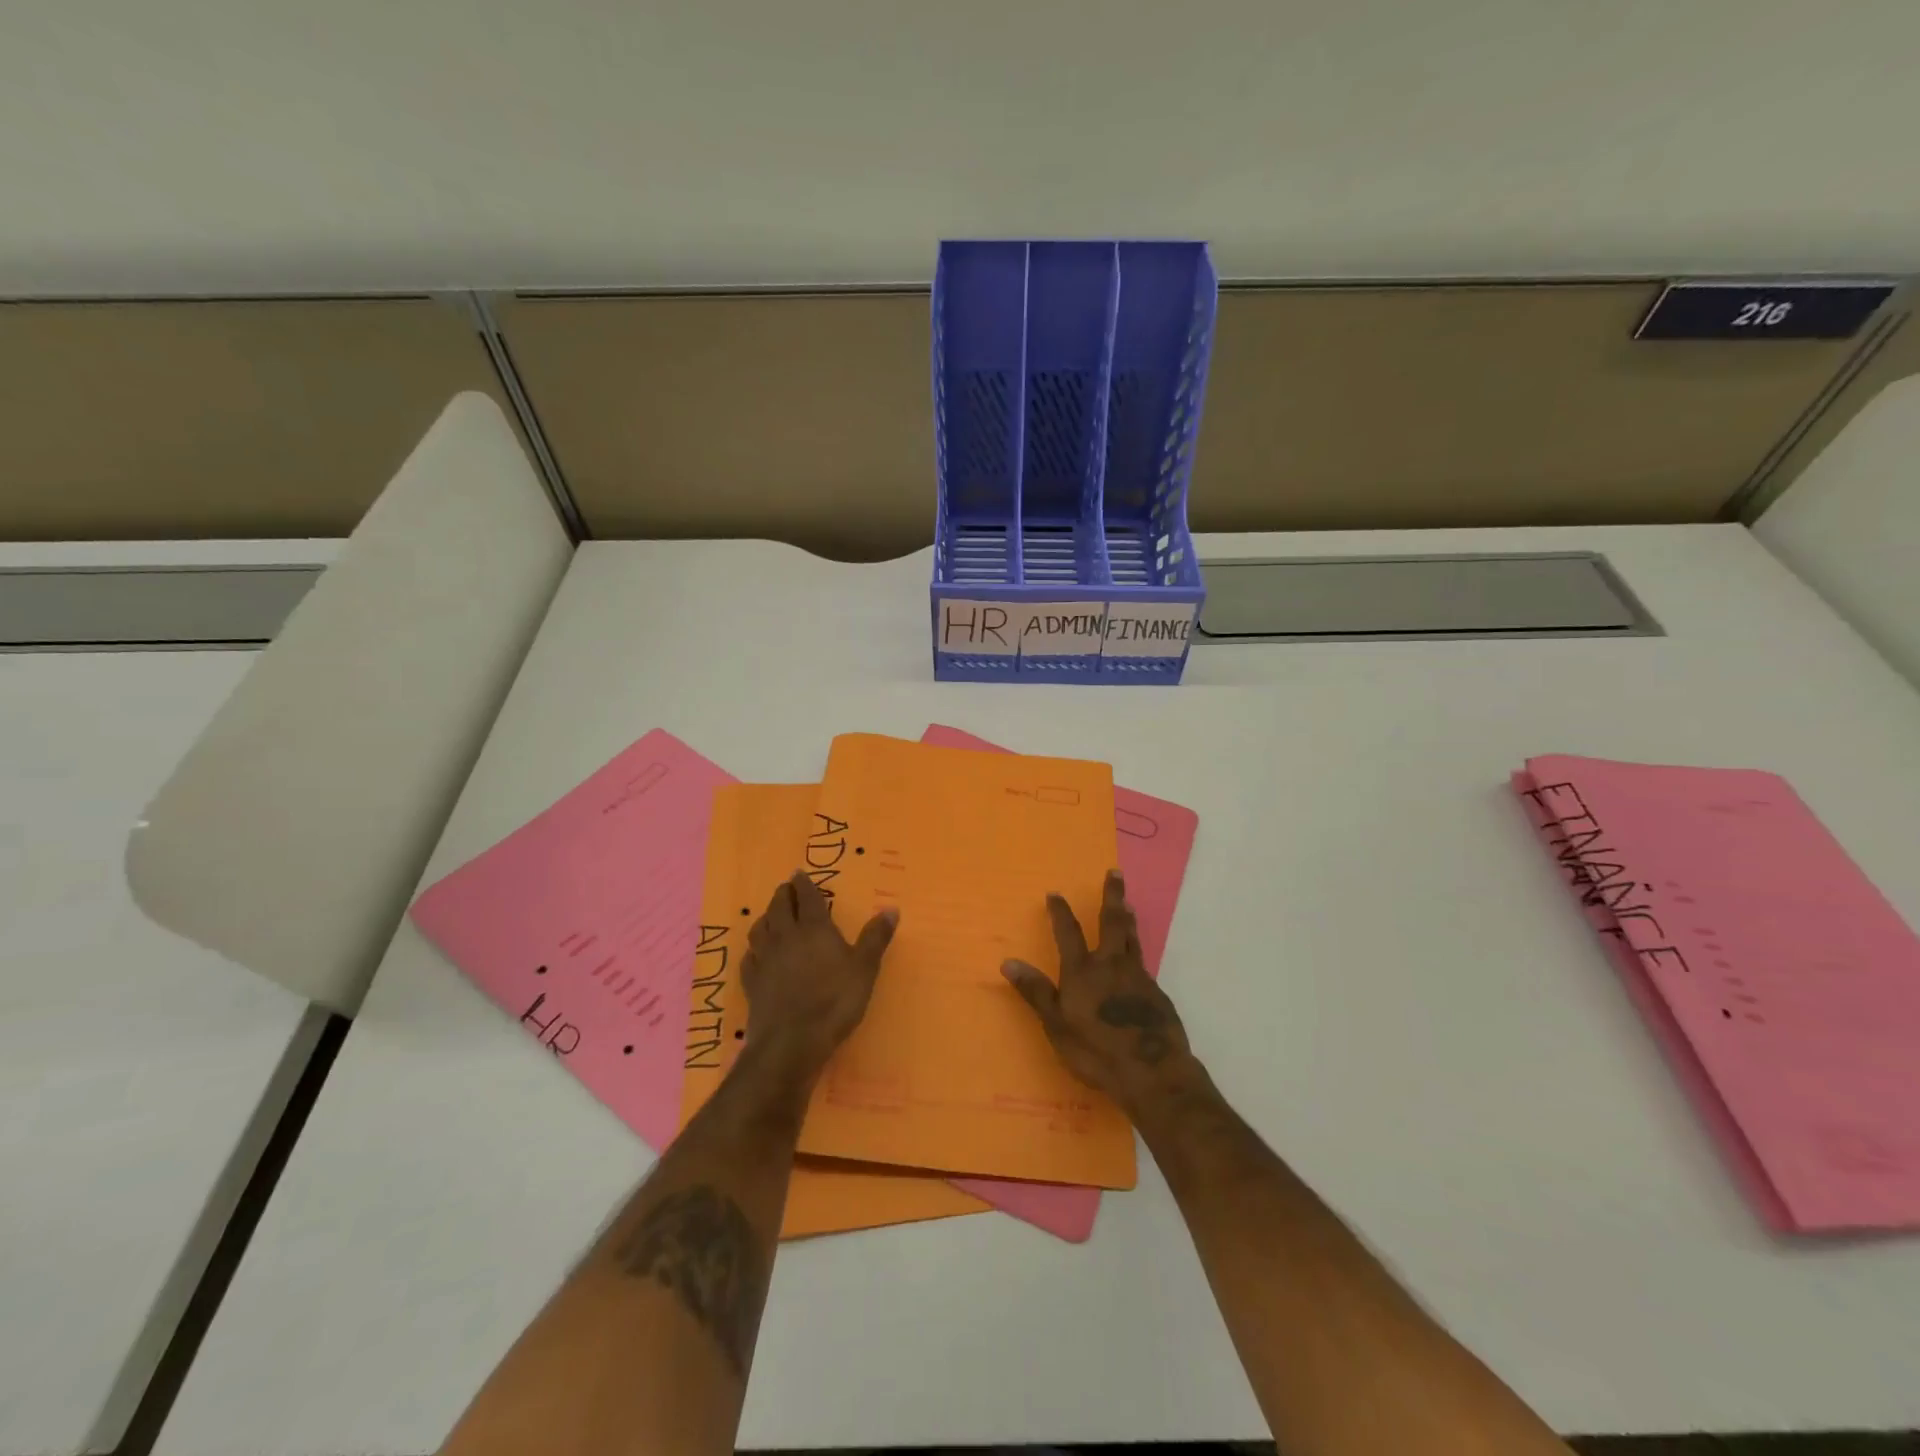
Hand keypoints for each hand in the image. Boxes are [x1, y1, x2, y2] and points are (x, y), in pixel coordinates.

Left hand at [739, 871, 896, 1085]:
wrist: (791, 1041)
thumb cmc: (834, 1001)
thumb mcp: (865, 969)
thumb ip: (876, 937)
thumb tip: (891, 908)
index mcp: (814, 929)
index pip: (807, 898)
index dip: (804, 884)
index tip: (800, 873)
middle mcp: (786, 937)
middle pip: (779, 907)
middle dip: (783, 894)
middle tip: (787, 887)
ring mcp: (765, 959)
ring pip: (760, 928)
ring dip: (766, 916)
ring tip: (771, 914)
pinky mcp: (751, 982)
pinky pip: (749, 957)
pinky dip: (753, 949)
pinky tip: (756, 953)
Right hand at [1001, 870, 1195, 1119]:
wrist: (1151, 1071)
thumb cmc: (1096, 1050)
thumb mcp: (1056, 1024)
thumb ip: (1036, 992)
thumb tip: (1008, 961)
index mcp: (1082, 971)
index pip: (1068, 932)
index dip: (1060, 912)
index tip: (1055, 893)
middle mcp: (1111, 965)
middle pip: (1112, 922)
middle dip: (1111, 896)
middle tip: (1115, 873)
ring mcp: (1137, 977)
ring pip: (1132, 938)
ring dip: (1128, 918)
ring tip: (1128, 904)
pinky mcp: (1156, 993)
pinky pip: (1143, 963)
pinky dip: (1137, 952)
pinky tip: (1136, 959)